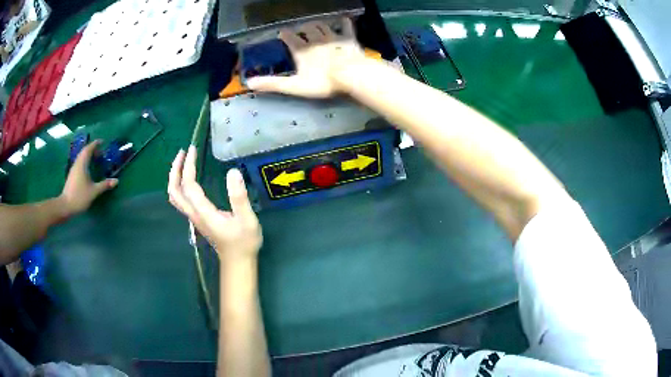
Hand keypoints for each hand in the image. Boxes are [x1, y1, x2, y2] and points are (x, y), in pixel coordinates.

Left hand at [59, 140, 117, 215]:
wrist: (66, 206)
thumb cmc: (80, 196)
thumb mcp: (94, 191)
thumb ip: (104, 185)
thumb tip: (116, 180)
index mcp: (82, 164)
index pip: (89, 149)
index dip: (95, 144)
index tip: (102, 142)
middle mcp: (77, 163)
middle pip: (84, 151)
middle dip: (92, 149)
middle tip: (100, 151)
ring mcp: (74, 169)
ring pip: (81, 157)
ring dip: (88, 155)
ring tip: (95, 158)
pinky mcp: (72, 175)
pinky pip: (79, 163)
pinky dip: (85, 161)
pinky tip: (88, 168)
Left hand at [168, 146, 261, 261]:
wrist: (238, 262)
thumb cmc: (244, 242)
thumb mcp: (247, 220)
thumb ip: (239, 197)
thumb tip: (233, 172)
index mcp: (203, 212)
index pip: (189, 185)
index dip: (188, 166)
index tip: (193, 149)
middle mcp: (194, 214)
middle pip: (174, 191)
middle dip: (175, 170)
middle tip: (183, 152)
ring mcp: (193, 217)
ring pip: (175, 196)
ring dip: (175, 177)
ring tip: (182, 162)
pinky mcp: (197, 218)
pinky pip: (181, 199)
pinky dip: (179, 185)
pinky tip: (188, 179)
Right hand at [246, 19, 365, 97]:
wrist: (349, 75)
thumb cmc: (322, 82)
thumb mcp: (294, 86)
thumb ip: (272, 84)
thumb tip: (249, 83)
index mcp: (301, 50)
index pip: (289, 38)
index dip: (285, 35)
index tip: (282, 33)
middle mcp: (316, 40)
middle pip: (307, 29)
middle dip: (302, 28)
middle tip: (301, 29)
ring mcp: (333, 38)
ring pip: (323, 26)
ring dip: (318, 24)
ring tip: (315, 25)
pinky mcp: (348, 39)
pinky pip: (346, 27)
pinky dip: (344, 23)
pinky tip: (344, 20)